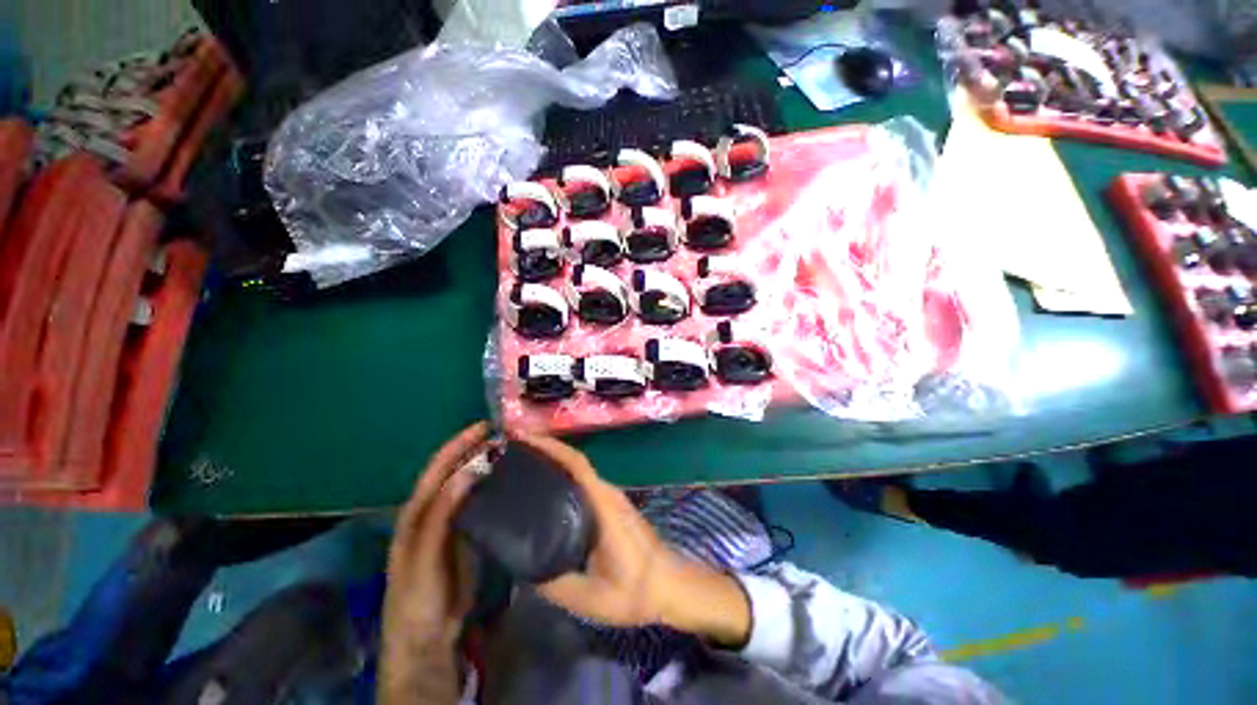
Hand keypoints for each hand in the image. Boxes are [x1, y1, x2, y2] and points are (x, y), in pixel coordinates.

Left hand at [380, 422, 489, 704]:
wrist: (428, 633)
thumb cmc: (419, 592)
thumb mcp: (425, 553)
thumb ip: (442, 511)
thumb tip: (469, 469)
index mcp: (419, 509)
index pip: (439, 466)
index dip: (459, 444)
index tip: (486, 427)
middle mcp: (436, 508)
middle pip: (457, 471)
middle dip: (477, 449)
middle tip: (507, 437)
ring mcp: (454, 520)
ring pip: (471, 484)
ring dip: (489, 466)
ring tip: (514, 452)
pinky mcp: (470, 532)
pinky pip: (483, 502)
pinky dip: (495, 487)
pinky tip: (512, 483)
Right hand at [514, 432, 751, 646]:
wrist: (671, 586)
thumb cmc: (636, 590)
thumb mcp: (592, 598)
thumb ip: (556, 585)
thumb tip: (522, 569)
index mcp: (604, 504)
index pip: (576, 464)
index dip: (551, 447)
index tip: (524, 439)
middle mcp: (607, 493)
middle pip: (575, 461)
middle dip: (546, 451)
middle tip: (512, 454)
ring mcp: (611, 497)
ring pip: (579, 471)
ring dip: (554, 462)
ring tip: (521, 468)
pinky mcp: (612, 506)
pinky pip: (584, 483)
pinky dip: (563, 476)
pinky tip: (545, 491)